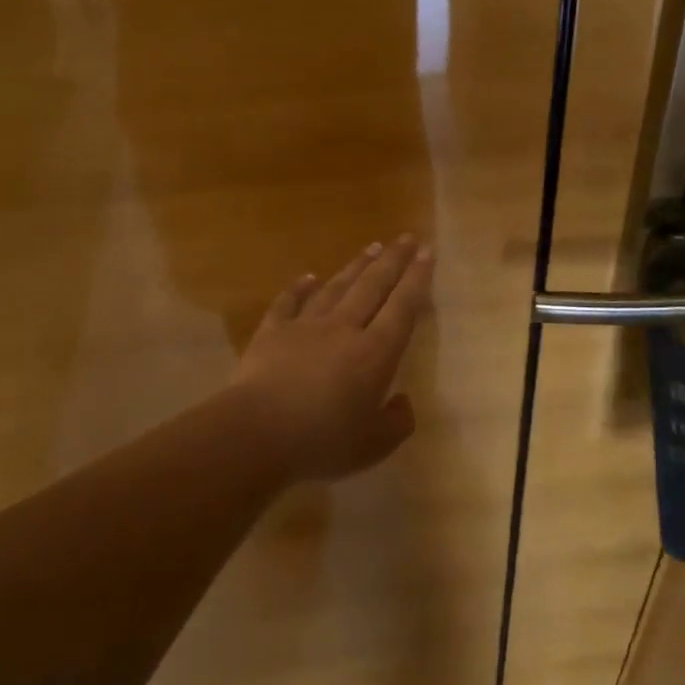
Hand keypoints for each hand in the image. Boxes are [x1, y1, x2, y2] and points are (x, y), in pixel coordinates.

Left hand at [230, 236, 434, 481]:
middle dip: (393, 260)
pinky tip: (308, 277)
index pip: (403, 307)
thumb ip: (396, 422)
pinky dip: (299, 288)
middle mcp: (344, 329)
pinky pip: (289, 302)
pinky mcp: (272, 332)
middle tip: (407, 238)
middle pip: (373, 286)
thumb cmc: (322, 441)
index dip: (418, 279)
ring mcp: (306, 326)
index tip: (428, 252)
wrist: (257, 432)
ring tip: (372, 247)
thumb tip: (402, 402)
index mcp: (375, 353)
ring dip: (355, 266)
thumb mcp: (373, 446)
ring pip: (336, 287)